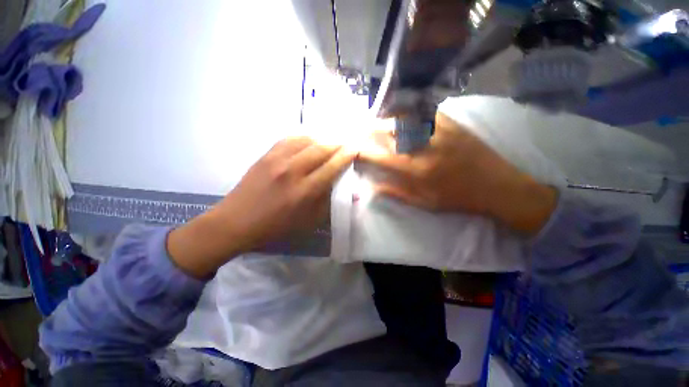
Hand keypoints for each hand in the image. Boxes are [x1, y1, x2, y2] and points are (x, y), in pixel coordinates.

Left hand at [168, 138, 354, 277]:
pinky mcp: (266, 155)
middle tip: (346, 142)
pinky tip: (310, 140)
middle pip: (321, 149)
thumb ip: (328, 203)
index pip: (332, 166)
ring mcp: (277, 160)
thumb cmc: (276, 226)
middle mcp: (293, 171)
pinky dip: (304, 137)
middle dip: (337, 144)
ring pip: (306, 140)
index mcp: (305, 191)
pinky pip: (289, 139)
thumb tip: (347, 191)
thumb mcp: (308, 222)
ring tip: (330, 141)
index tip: (355, 149)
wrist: (237, 221)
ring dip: (322, 139)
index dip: (346, 155)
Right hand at [358, 112, 556, 234]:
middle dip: (371, 130)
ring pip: (404, 118)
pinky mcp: (452, 123)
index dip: (363, 151)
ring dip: (387, 120)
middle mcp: (424, 147)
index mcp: (416, 170)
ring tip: (380, 124)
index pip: (380, 156)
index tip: (354, 149)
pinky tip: (405, 117)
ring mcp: (439, 131)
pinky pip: (424, 112)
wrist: (498, 186)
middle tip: (362, 131)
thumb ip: (396, 193)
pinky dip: (409, 114)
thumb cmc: (458, 198)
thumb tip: (371, 187)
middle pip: (389, 131)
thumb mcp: (424, 203)